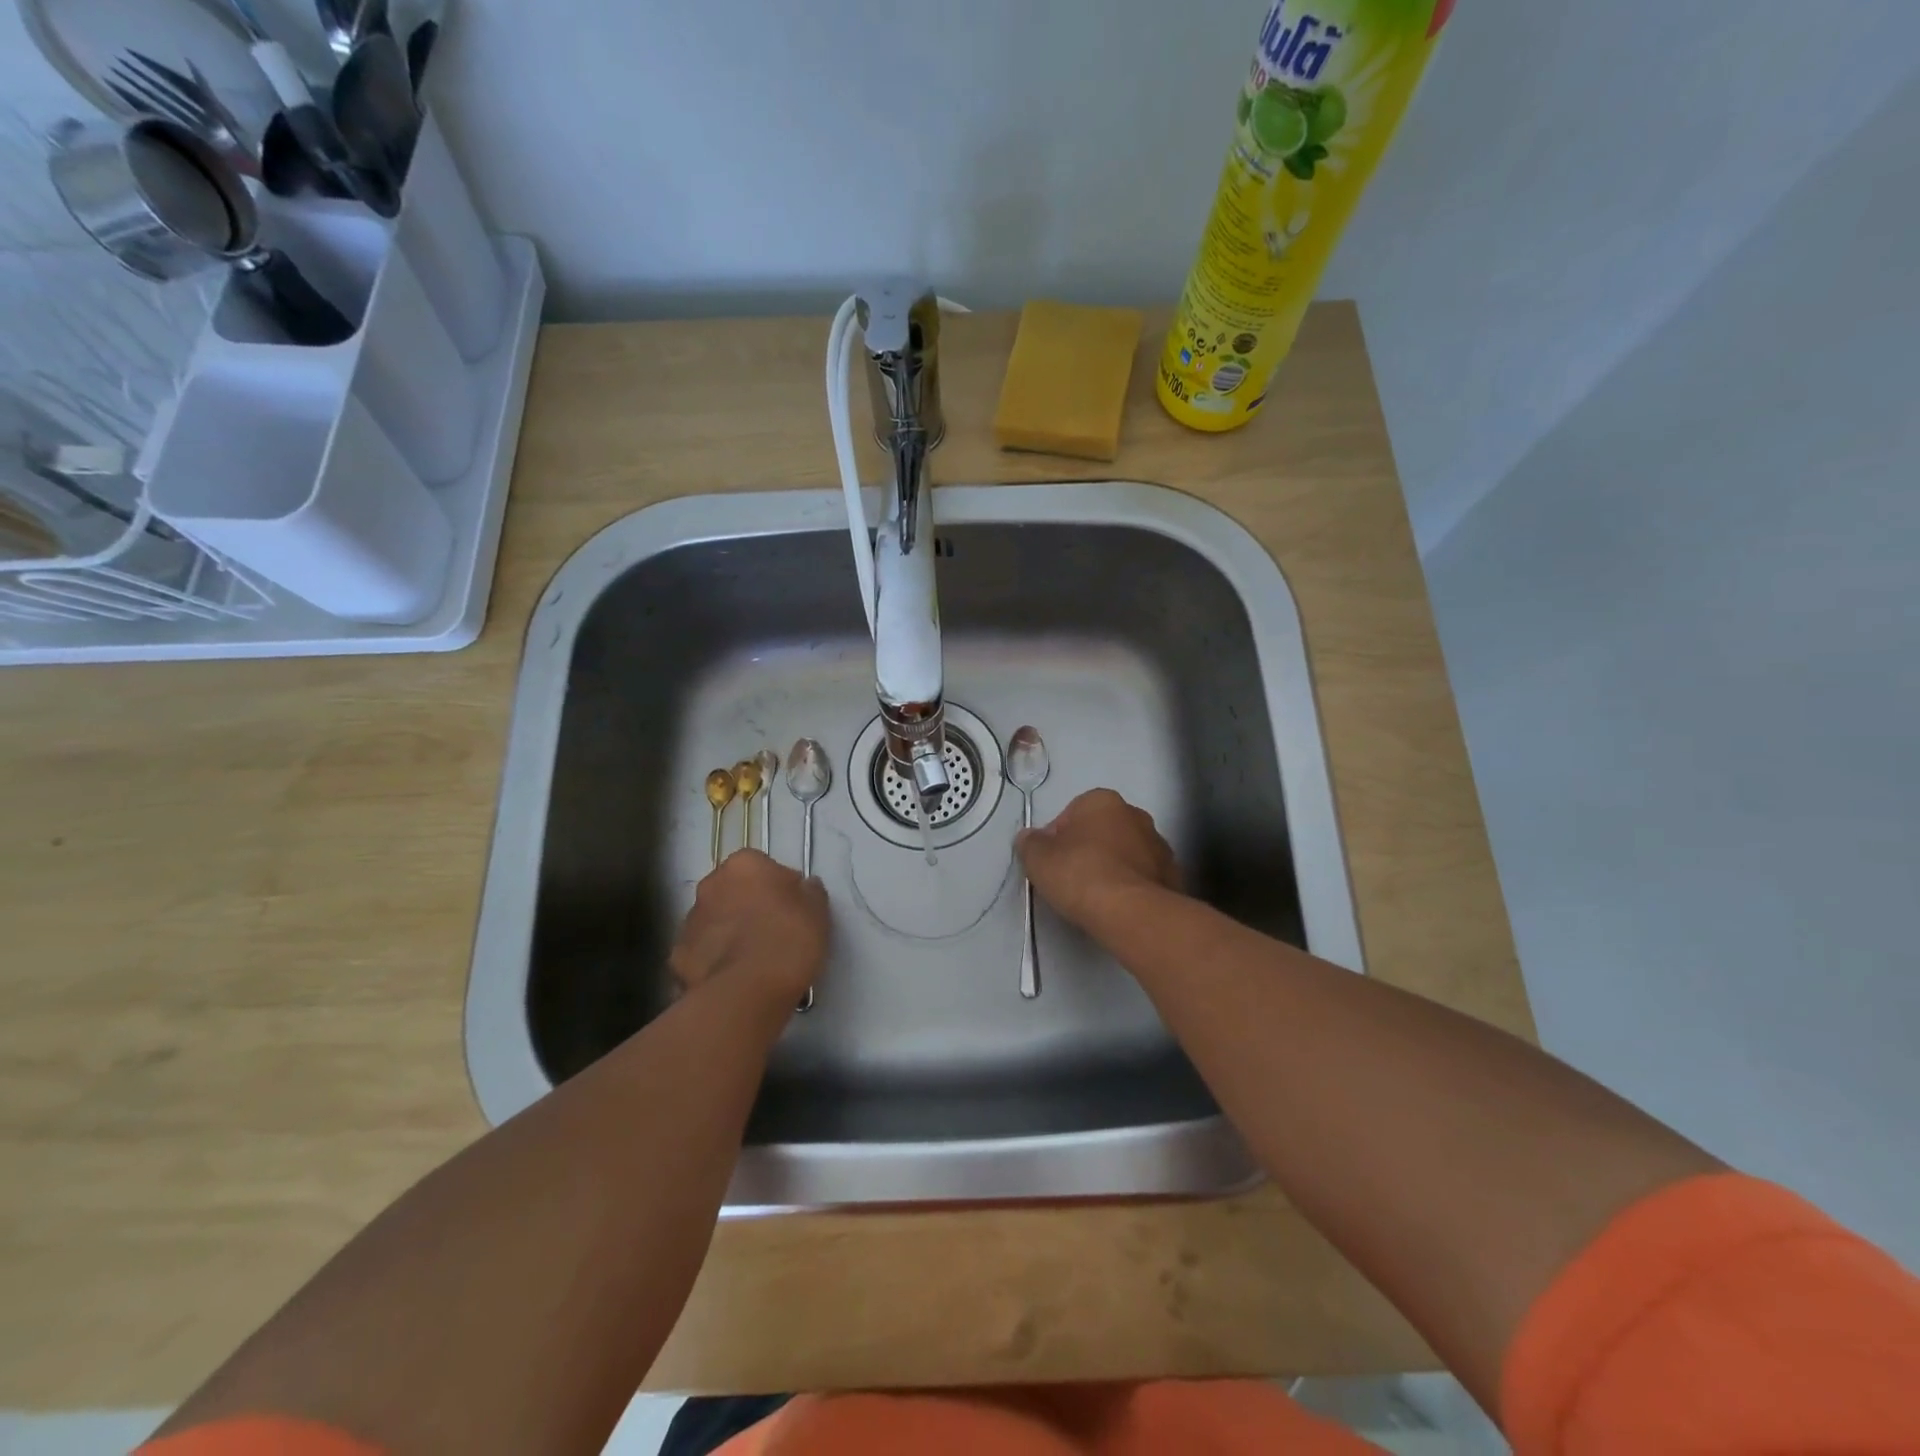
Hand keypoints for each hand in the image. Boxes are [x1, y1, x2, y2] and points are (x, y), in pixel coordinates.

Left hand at [670, 851, 828, 1007]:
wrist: (746, 991)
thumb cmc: (788, 939)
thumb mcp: (818, 910)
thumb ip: (810, 891)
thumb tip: (803, 886)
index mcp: (745, 864)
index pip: (765, 867)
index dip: (780, 888)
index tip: (793, 911)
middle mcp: (711, 883)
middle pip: (734, 890)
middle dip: (749, 906)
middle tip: (773, 932)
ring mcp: (690, 919)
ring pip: (715, 920)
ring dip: (729, 931)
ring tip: (752, 960)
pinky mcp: (678, 955)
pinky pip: (702, 951)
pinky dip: (714, 959)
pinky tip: (732, 977)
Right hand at [1016, 788, 1180, 935]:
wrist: (1130, 911)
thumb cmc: (1079, 874)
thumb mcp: (1037, 858)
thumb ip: (1029, 843)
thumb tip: (1029, 838)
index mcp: (1102, 801)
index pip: (1071, 815)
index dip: (1057, 840)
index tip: (1051, 864)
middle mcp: (1135, 814)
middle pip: (1101, 831)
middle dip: (1088, 850)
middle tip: (1072, 879)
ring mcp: (1158, 844)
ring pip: (1125, 853)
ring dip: (1112, 867)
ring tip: (1096, 897)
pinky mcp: (1173, 874)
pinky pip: (1143, 876)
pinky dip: (1131, 886)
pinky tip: (1118, 907)